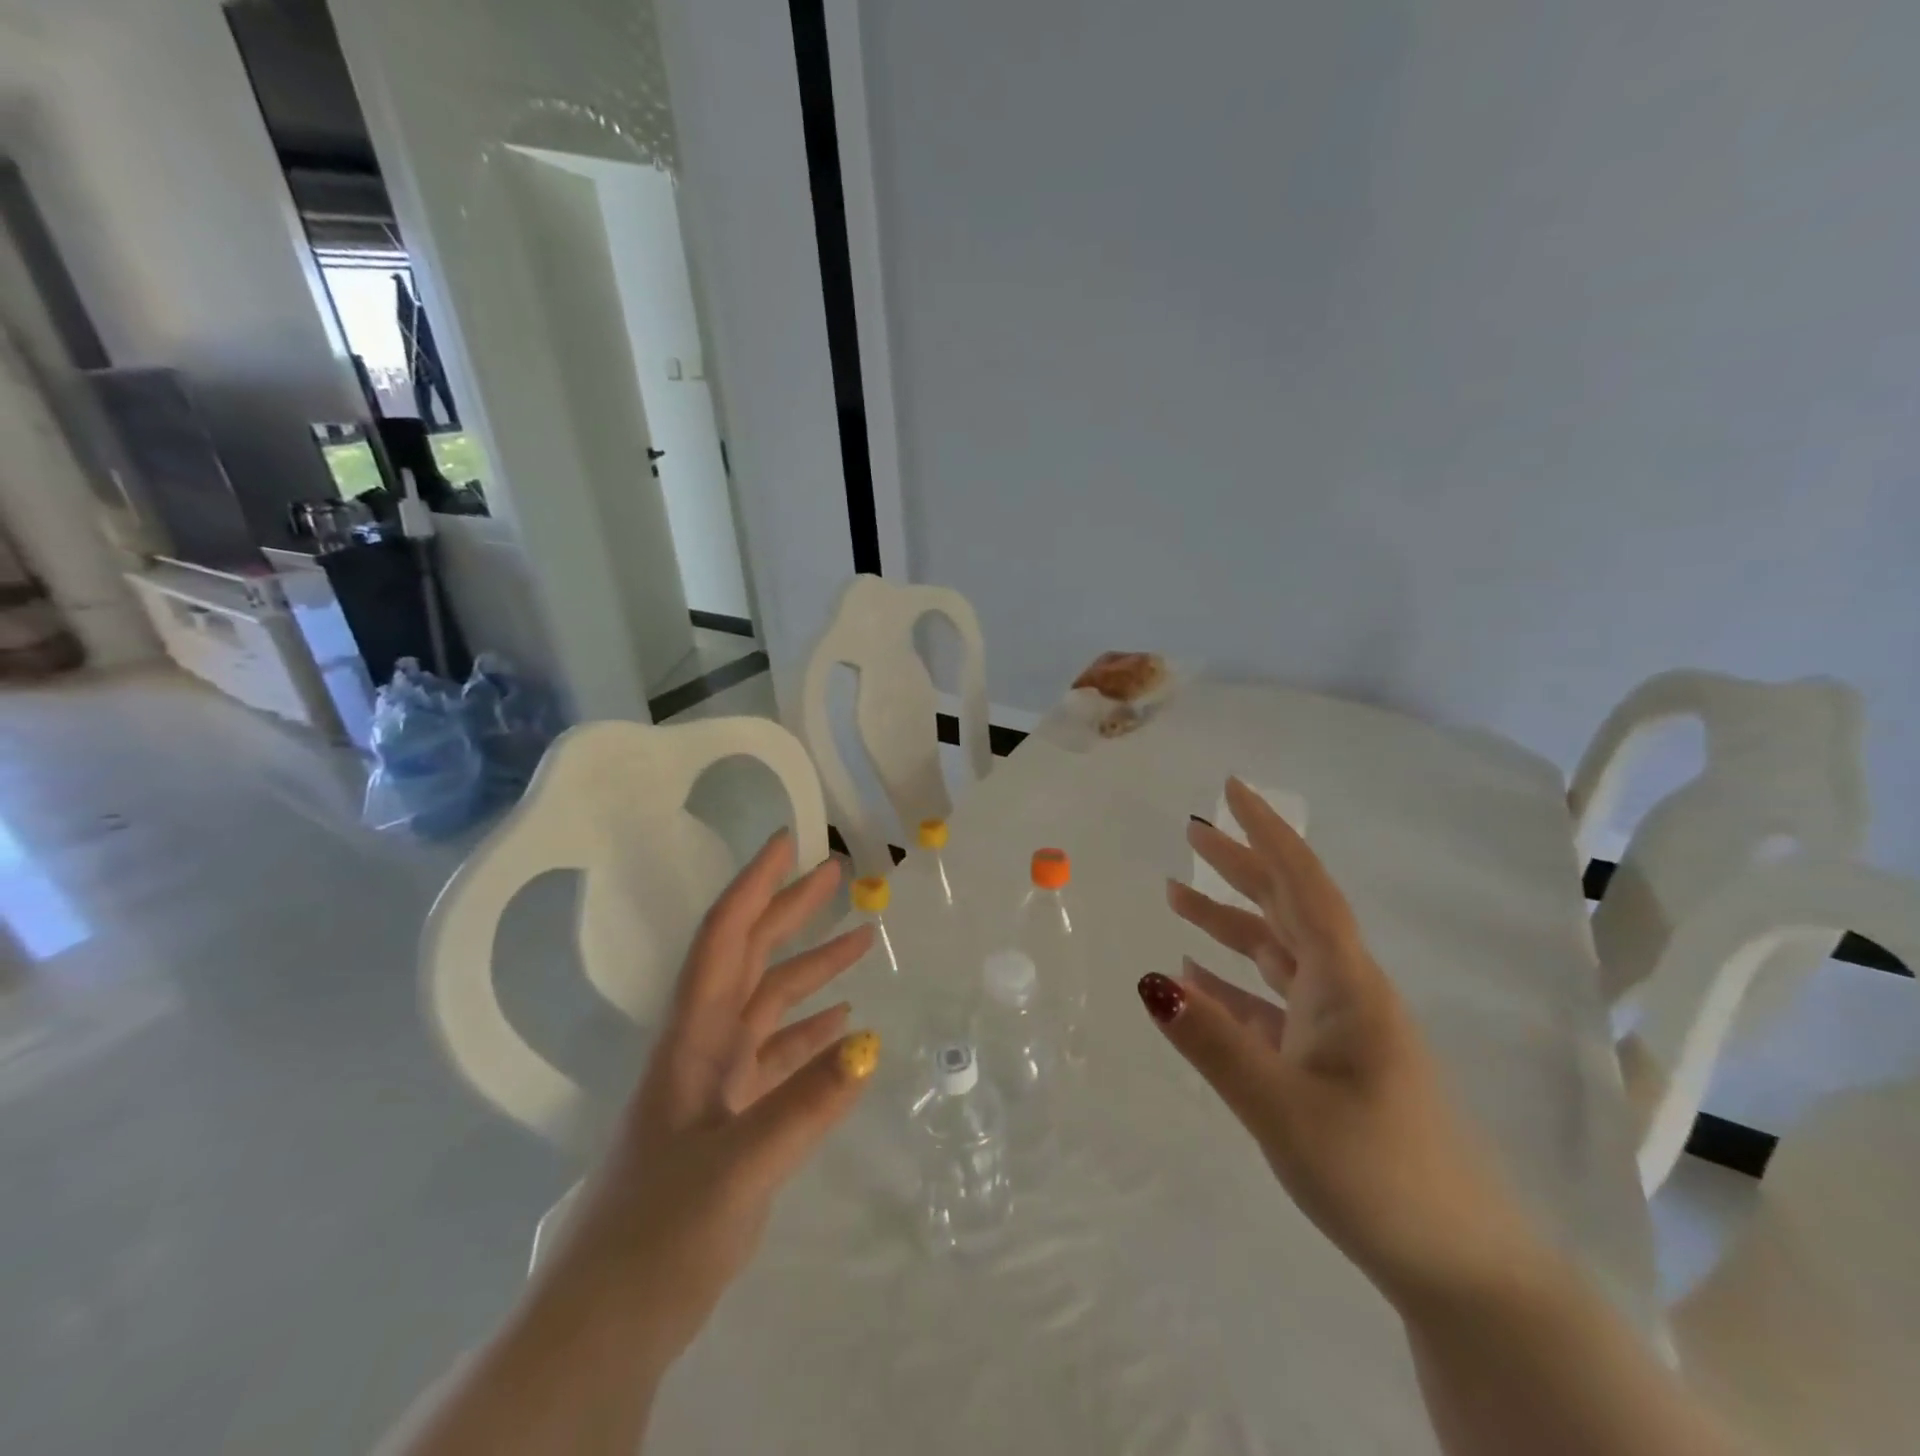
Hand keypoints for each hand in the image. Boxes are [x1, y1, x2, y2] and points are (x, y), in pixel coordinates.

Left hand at [529, 830, 880, 1374]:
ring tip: (862, 940)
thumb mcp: (738, 1167)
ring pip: (769, 1005)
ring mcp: (717, 1085)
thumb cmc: (659, 1233)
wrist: (606, 1323)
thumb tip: (872, 1042)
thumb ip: (805, 1104)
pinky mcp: (731, 1120)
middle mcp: (704, 1047)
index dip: (755, 886)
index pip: (725, 940)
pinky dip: (810, 1032)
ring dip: (812, 970)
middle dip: (791, 911)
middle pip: (751, 959)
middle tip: (838, 874)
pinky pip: (778, 1057)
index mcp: (693, 1039)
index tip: (788, 843)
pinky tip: (844, 1025)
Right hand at [1149, 779, 1539, 1311]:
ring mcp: (1338, 1028)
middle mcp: (1343, 992)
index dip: (1267, 832)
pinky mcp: (1327, 1063)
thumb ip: (1212, 1042)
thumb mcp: (1282, 1109)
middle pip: (1286, 908)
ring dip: (1228, 922)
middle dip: (1240, 866)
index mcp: (1345, 985)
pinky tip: (1196, 978)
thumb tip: (1149, 980)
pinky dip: (1231, 983)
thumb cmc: (1380, 1175)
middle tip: (1191, 832)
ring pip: (1275, 953)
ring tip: (1176, 895)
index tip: (1232, 789)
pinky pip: (1269, 1003)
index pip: (1301, 885)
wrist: (1462, 1269)